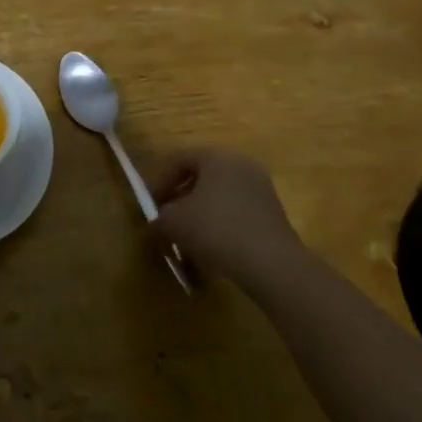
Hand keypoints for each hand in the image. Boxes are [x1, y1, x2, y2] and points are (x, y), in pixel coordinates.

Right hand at [147, 148, 304, 281]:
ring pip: (218, 198)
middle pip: (200, 178)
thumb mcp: (174, 222)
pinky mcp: (272, 214)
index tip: (149, 206)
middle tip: (166, 221)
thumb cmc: (216, 229)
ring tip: (186, 241)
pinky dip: (219, 227)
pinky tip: (210, 251)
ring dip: (198, 216)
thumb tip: (156, 222)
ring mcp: (260, 189)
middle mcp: (240, 165)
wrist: (272, 265)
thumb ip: (159, 217)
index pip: (178, 160)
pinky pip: (236, 214)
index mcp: (217, 156)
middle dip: (179, 200)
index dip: (158, 182)